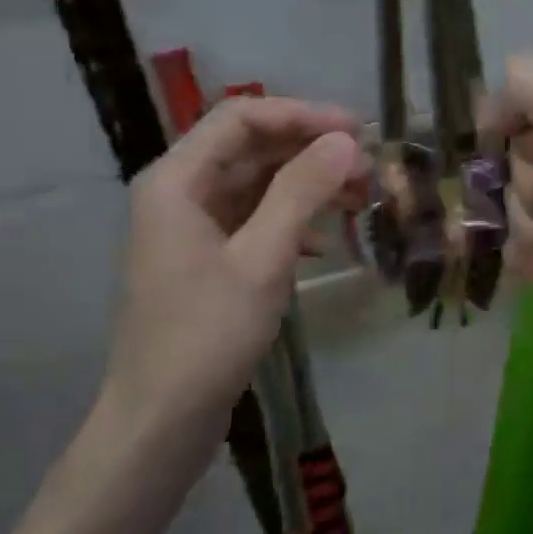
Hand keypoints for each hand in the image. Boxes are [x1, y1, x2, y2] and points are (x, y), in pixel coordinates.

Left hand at [99, 96, 368, 453]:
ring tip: (361, 201)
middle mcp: (181, 193)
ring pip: (258, 184)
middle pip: (252, 148)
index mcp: (177, 181)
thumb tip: (344, 141)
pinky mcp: (208, 258)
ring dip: (308, 186)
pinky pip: (255, 219)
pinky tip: (324, 243)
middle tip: (369, 171)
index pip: (242, 118)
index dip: (302, 115)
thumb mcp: (262, 258)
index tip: (357, 131)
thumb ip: (302, 192)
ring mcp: (193, 227)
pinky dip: (293, 220)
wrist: (163, 418)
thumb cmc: (208, 334)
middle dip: (311, 152)